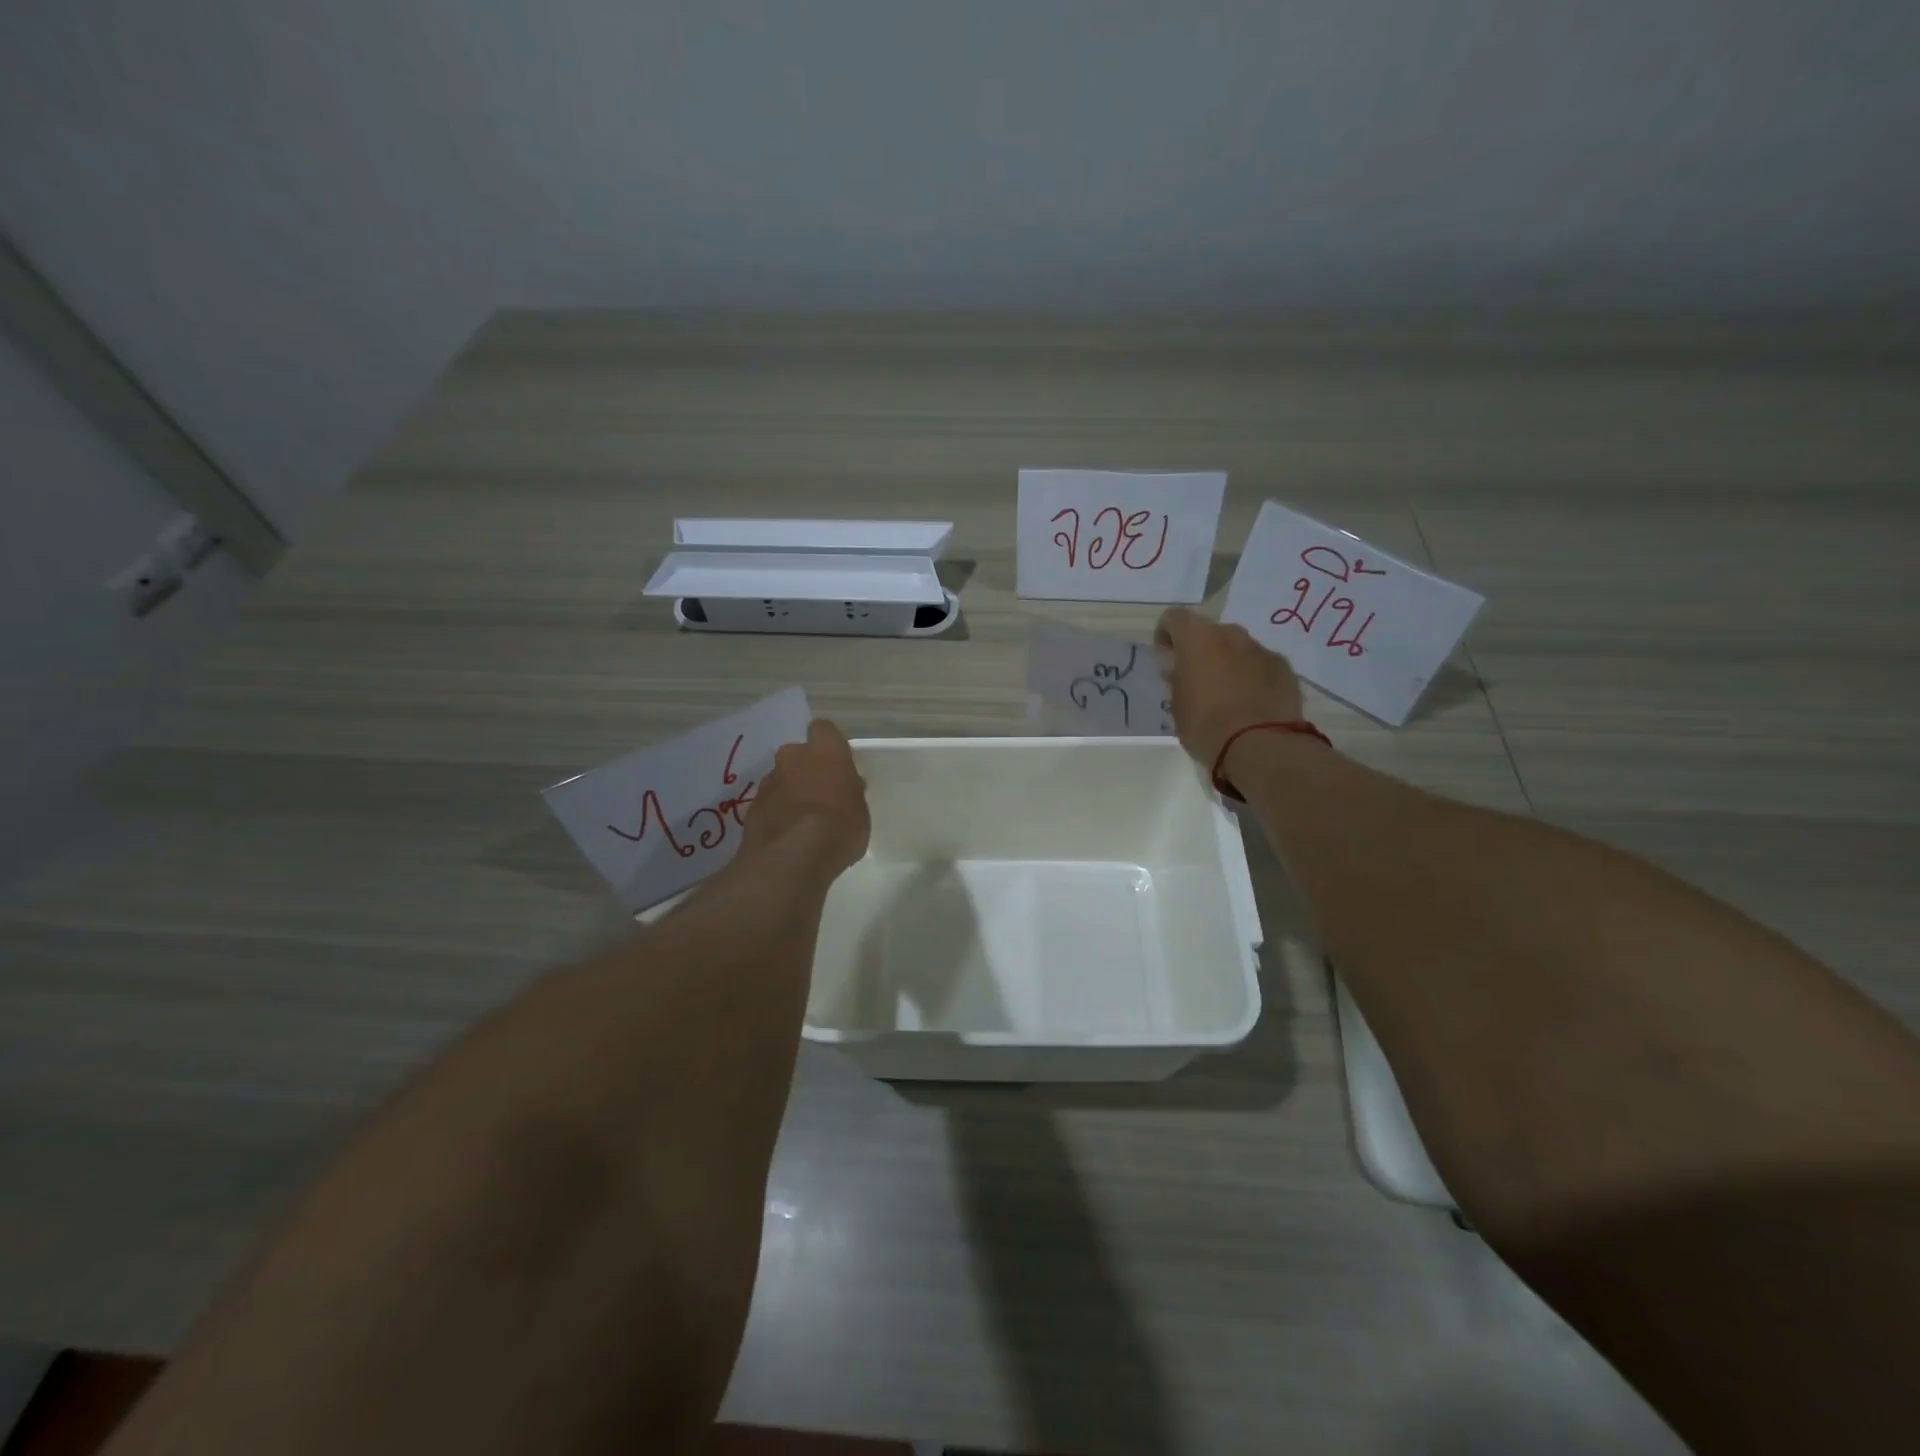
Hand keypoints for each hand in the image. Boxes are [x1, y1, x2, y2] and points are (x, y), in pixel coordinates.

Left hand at [741, 719, 870, 872]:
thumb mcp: (860, 810)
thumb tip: (847, 787)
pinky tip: (786, 836)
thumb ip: (851, 792)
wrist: (793, 857)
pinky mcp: (750, 807)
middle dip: (805, 771)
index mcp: (824, 751)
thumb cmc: (840, 827)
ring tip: (801, 823)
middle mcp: (792, 757)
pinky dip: (775, 814)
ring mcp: (768, 781)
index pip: (824, 729)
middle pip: (798, 755)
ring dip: (789, 794)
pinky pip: (768, 804)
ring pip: (780, 780)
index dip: (829, 745)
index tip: (836, 765)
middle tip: (819, 796)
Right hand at [1155, 607, 1305, 768]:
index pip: (1174, 618)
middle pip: (1209, 632)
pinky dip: (1253, 677)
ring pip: (1238, 648)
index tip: (1167, 660)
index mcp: (1198, 639)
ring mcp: (1261, 649)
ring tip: (1227, 695)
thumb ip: (1177, 679)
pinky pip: (1261, 665)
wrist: (1260, 746)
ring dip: (1228, 663)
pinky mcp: (1284, 668)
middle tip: (1196, 681)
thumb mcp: (1176, 705)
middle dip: (1201, 651)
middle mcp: (1231, 635)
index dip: (1166, 636)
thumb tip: (1181, 669)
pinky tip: (1251, 704)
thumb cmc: (1206, 725)